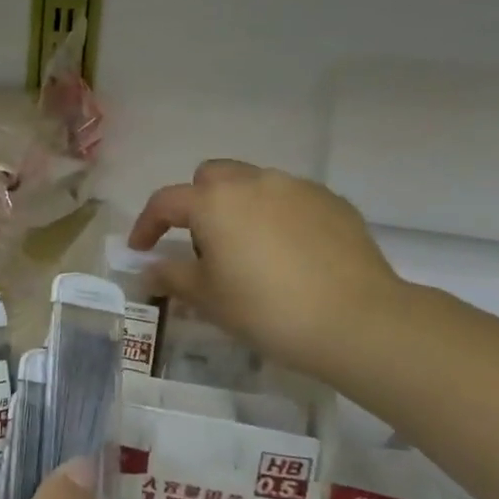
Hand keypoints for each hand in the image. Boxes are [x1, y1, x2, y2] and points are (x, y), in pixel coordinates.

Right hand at [129, 160, 404, 380]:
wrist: (356, 320)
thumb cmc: (266, 309)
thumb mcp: (207, 299)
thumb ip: (171, 276)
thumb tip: (149, 270)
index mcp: (214, 202)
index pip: (165, 202)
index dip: (147, 225)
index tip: (142, 249)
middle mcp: (254, 182)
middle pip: (211, 177)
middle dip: (197, 203)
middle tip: (201, 244)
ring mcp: (297, 188)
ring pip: (254, 184)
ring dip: (238, 207)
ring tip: (248, 250)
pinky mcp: (332, 202)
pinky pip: (290, 199)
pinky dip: (276, 216)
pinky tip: (287, 254)